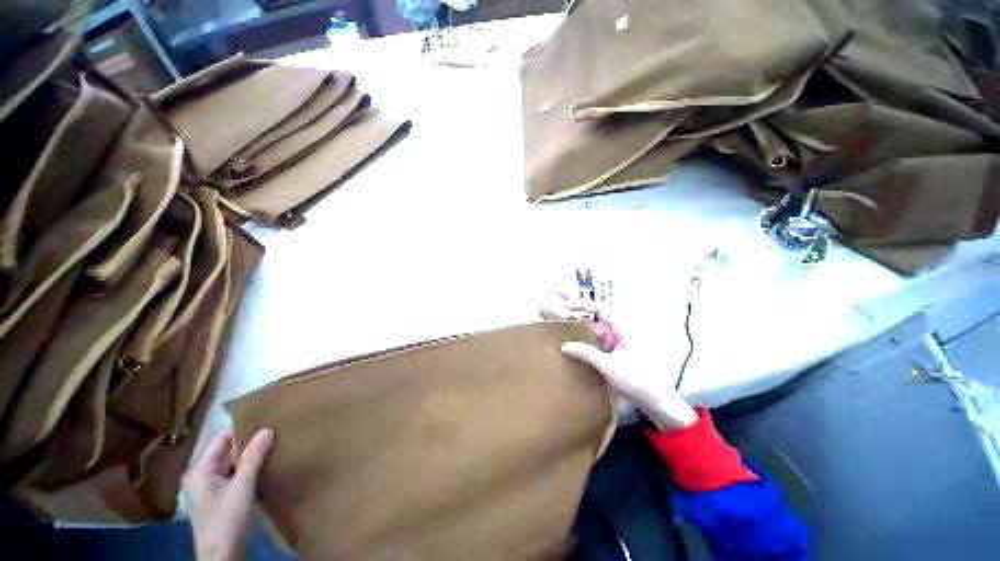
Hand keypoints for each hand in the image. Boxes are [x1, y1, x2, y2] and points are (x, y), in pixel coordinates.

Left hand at [183, 428, 273, 560]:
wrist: (222, 556)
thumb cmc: (227, 518)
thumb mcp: (243, 486)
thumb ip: (253, 457)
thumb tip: (267, 429)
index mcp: (200, 469)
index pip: (221, 438)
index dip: (242, 428)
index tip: (265, 419)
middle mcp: (201, 475)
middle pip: (225, 450)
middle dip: (247, 442)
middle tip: (273, 431)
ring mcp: (209, 487)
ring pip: (231, 463)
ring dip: (248, 456)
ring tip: (272, 444)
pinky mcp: (219, 497)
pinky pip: (233, 474)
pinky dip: (246, 468)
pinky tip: (263, 466)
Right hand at [548, 298, 697, 431]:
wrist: (657, 402)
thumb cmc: (638, 380)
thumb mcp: (609, 367)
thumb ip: (586, 354)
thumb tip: (564, 346)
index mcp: (623, 329)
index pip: (600, 309)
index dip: (581, 305)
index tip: (564, 306)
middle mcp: (619, 332)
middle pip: (595, 320)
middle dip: (577, 318)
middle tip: (558, 316)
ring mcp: (617, 343)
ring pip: (595, 333)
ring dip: (580, 333)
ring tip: (561, 333)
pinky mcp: (615, 354)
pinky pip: (597, 344)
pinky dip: (585, 345)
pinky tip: (574, 349)